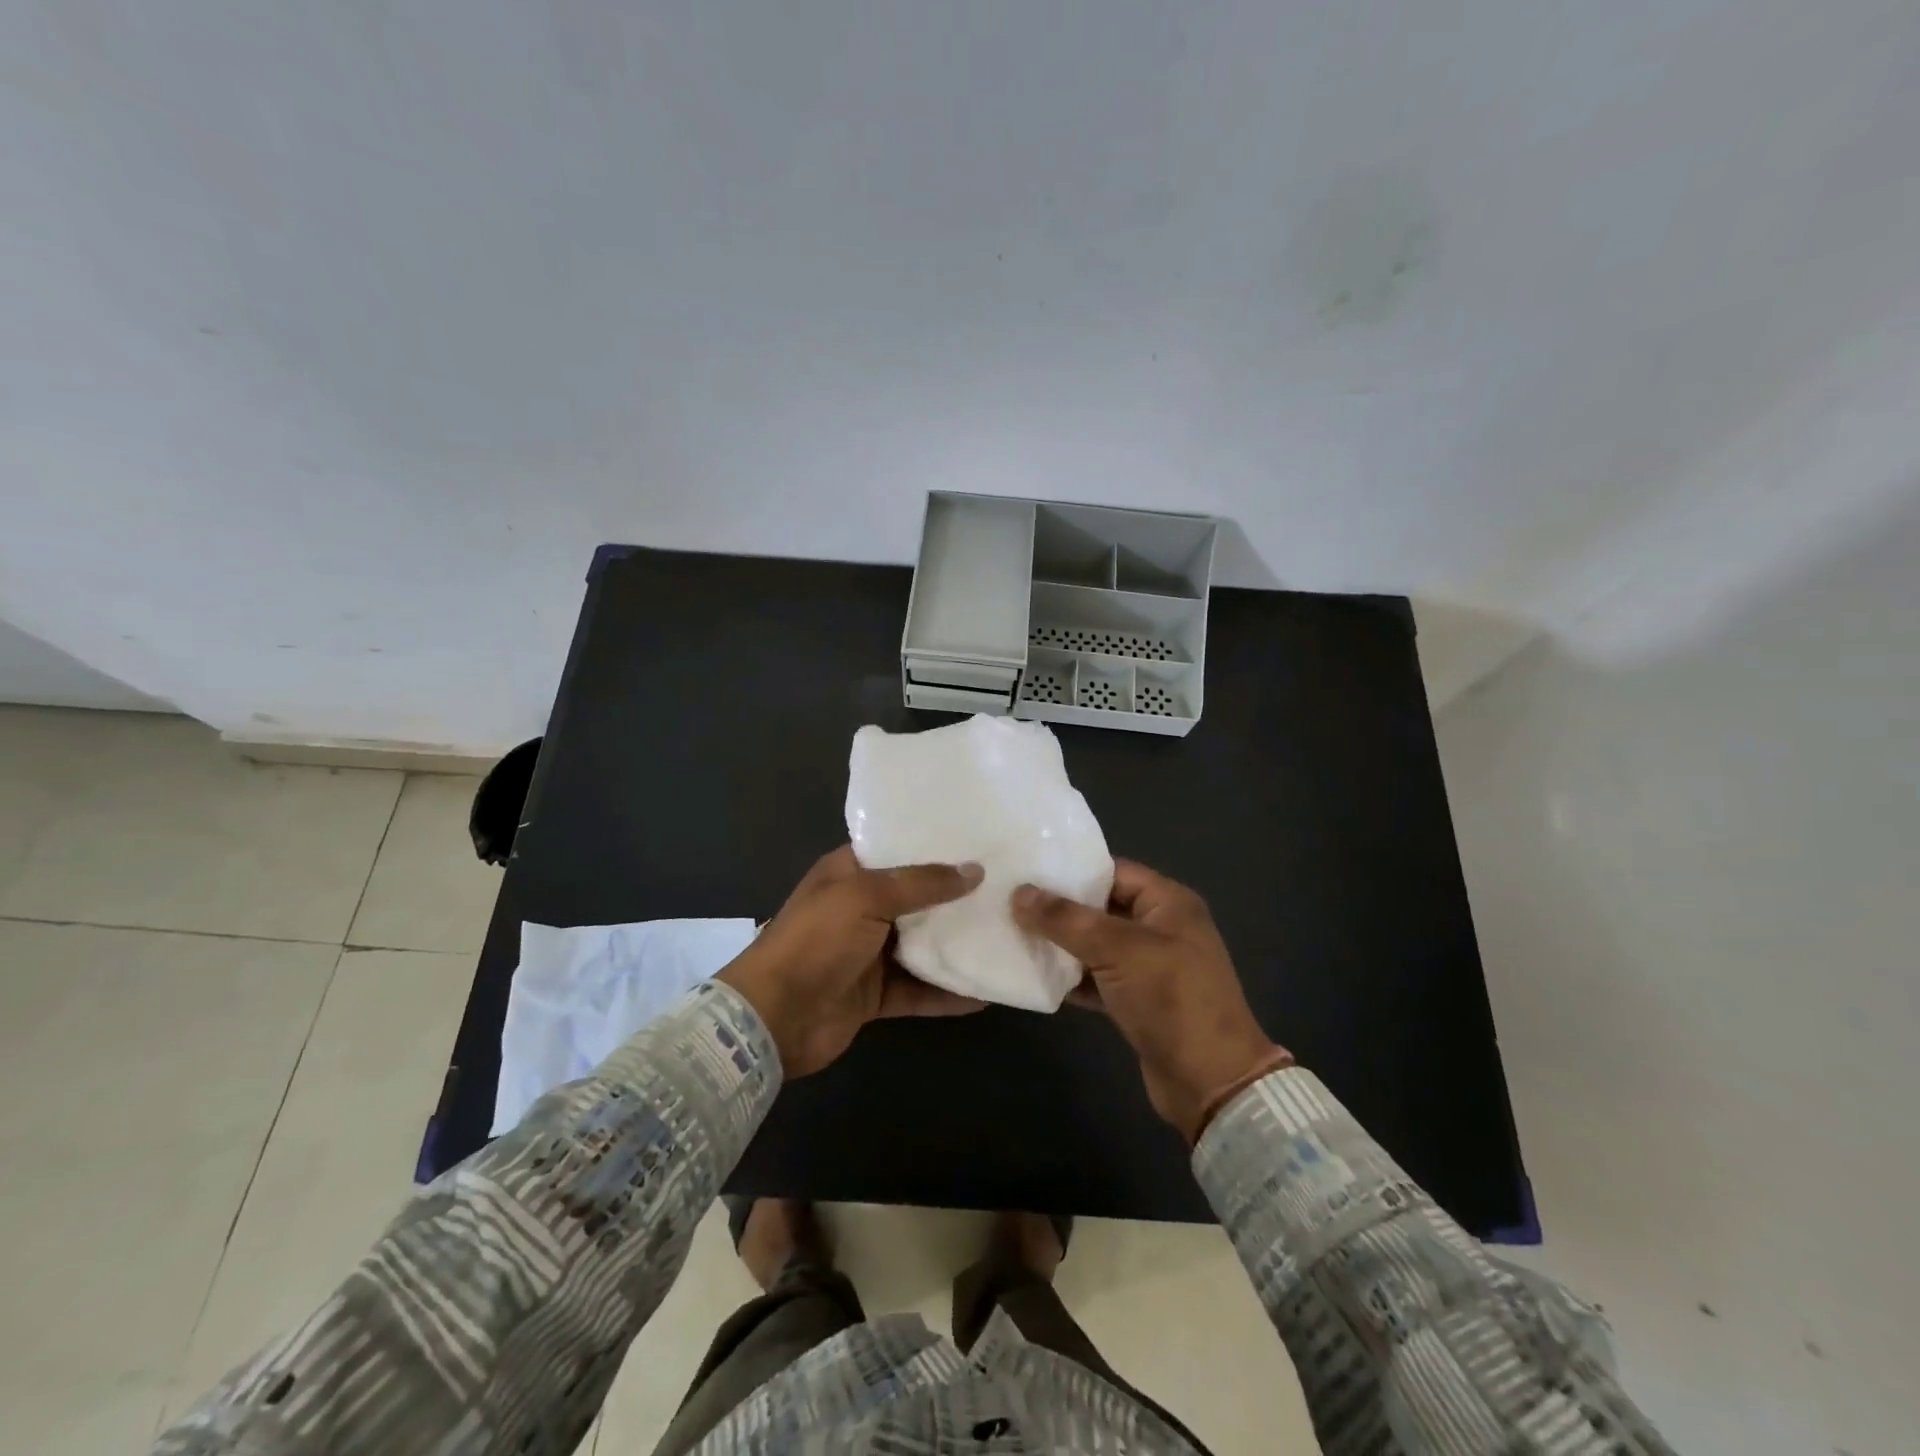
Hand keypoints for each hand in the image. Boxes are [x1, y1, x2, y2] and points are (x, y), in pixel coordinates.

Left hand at [717, 845, 985, 1077]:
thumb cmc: (816, 941)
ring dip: (956, 944)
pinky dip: (948, 992)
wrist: (774, 1018)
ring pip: (922, 944)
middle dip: (955, 895)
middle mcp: (861, 908)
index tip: (979, 839)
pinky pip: (920, 989)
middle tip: (1007, 885)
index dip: (933, 844)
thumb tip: (974, 871)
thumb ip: (920, 883)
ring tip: (1006, 935)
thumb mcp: (866, 897)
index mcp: (849, 874)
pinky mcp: (876, 993)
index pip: (897, 849)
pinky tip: (986, 992)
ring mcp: (868, 953)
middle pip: (916, 898)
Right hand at [1012, 860, 1285, 1141]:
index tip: (1028, 870)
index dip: (1072, 870)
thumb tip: (1020, 893)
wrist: (1210, 1082)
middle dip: (1059, 908)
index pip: (1113, 871)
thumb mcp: (1118, 950)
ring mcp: (1150, 966)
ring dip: (1061, 944)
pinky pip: (1097, 978)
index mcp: (1168, 903)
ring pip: (1096, 944)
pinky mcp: (1138, 1001)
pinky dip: (1072, 978)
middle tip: (1012, 902)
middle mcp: (1161, 928)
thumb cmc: (1171, 999)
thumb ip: (1066, 919)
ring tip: (1015, 934)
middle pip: (1101, 907)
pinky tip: (1035, 975)